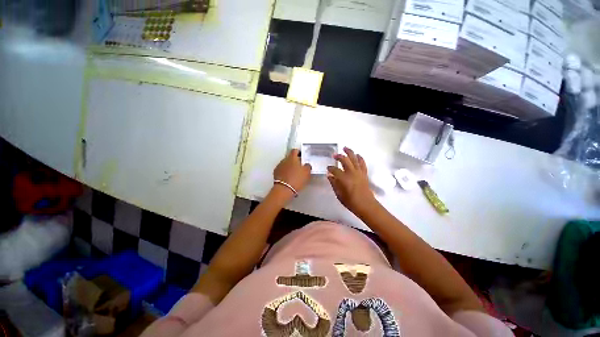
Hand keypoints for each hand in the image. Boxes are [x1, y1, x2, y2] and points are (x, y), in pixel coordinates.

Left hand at [273, 149, 311, 194]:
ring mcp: (279, 166)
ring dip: (290, 167)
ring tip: (295, 174)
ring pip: (285, 164)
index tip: (302, 156)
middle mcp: (284, 160)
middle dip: (295, 161)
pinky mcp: (275, 174)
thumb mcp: (307, 172)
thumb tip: (306, 165)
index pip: (295, 150)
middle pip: (290, 157)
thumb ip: (307, 166)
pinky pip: (282, 170)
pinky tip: (289, 178)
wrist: (284, 189)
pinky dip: (285, 172)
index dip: (299, 152)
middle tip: (300, 167)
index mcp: (292, 157)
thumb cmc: (296, 179)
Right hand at [327, 147, 376, 214]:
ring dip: (349, 152)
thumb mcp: (339, 194)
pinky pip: (362, 163)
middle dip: (339, 156)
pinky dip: (360, 158)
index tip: (328, 168)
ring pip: (354, 159)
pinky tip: (357, 155)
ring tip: (345, 148)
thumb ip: (334, 184)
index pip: (335, 170)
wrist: (366, 205)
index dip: (330, 168)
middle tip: (334, 155)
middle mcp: (352, 173)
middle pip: (345, 160)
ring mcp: (359, 172)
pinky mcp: (364, 173)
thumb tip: (329, 176)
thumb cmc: (351, 201)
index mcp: (344, 178)